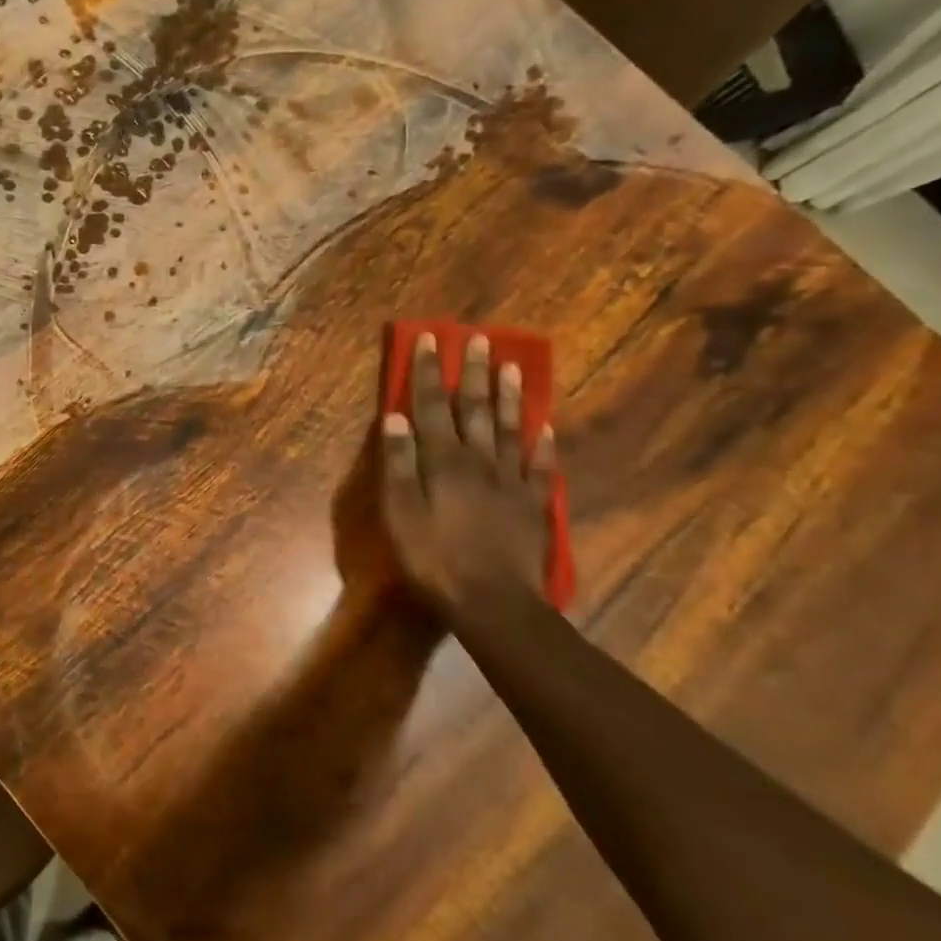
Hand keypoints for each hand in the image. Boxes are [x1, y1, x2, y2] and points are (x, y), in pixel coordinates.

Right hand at [381, 332, 554, 616]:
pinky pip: (541, 466)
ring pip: (511, 429)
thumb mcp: (400, 512)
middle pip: (475, 409)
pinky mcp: (533, 505)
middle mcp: (479, 461)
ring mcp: (511, 481)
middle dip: (474, 373)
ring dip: (510, 396)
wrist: (493, 602)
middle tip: (480, 339)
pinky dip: (543, 443)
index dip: (429, 373)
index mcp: (443, 461)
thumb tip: (395, 417)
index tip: (431, 339)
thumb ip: (398, 463)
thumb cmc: (434, 557)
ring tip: (513, 367)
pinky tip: (546, 427)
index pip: (431, 406)